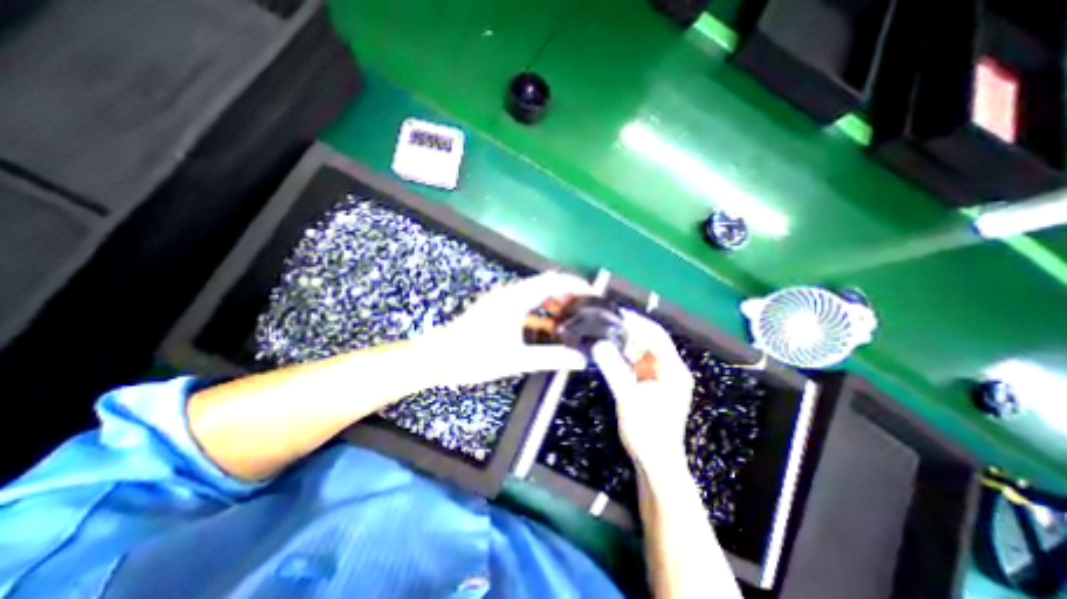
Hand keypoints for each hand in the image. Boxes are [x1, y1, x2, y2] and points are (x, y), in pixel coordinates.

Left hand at [421, 271, 595, 387]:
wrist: (438, 358)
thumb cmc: (475, 357)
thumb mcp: (517, 359)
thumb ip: (551, 357)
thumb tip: (580, 359)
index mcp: (516, 298)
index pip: (553, 281)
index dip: (575, 285)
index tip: (593, 295)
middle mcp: (510, 293)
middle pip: (546, 284)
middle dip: (568, 294)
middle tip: (587, 309)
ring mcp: (502, 300)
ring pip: (536, 294)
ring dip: (554, 303)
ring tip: (573, 318)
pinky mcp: (497, 309)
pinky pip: (525, 305)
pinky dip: (540, 312)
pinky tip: (549, 328)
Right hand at [596, 314, 697, 477]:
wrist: (655, 463)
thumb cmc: (647, 433)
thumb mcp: (628, 399)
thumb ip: (614, 370)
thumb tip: (598, 344)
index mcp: (673, 370)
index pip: (657, 336)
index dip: (638, 322)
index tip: (617, 313)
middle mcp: (671, 369)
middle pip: (652, 340)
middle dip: (632, 329)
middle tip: (608, 319)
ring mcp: (661, 376)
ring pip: (644, 350)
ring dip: (627, 341)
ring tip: (606, 331)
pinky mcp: (652, 384)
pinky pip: (638, 362)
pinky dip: (625, 355)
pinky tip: (612, 351)